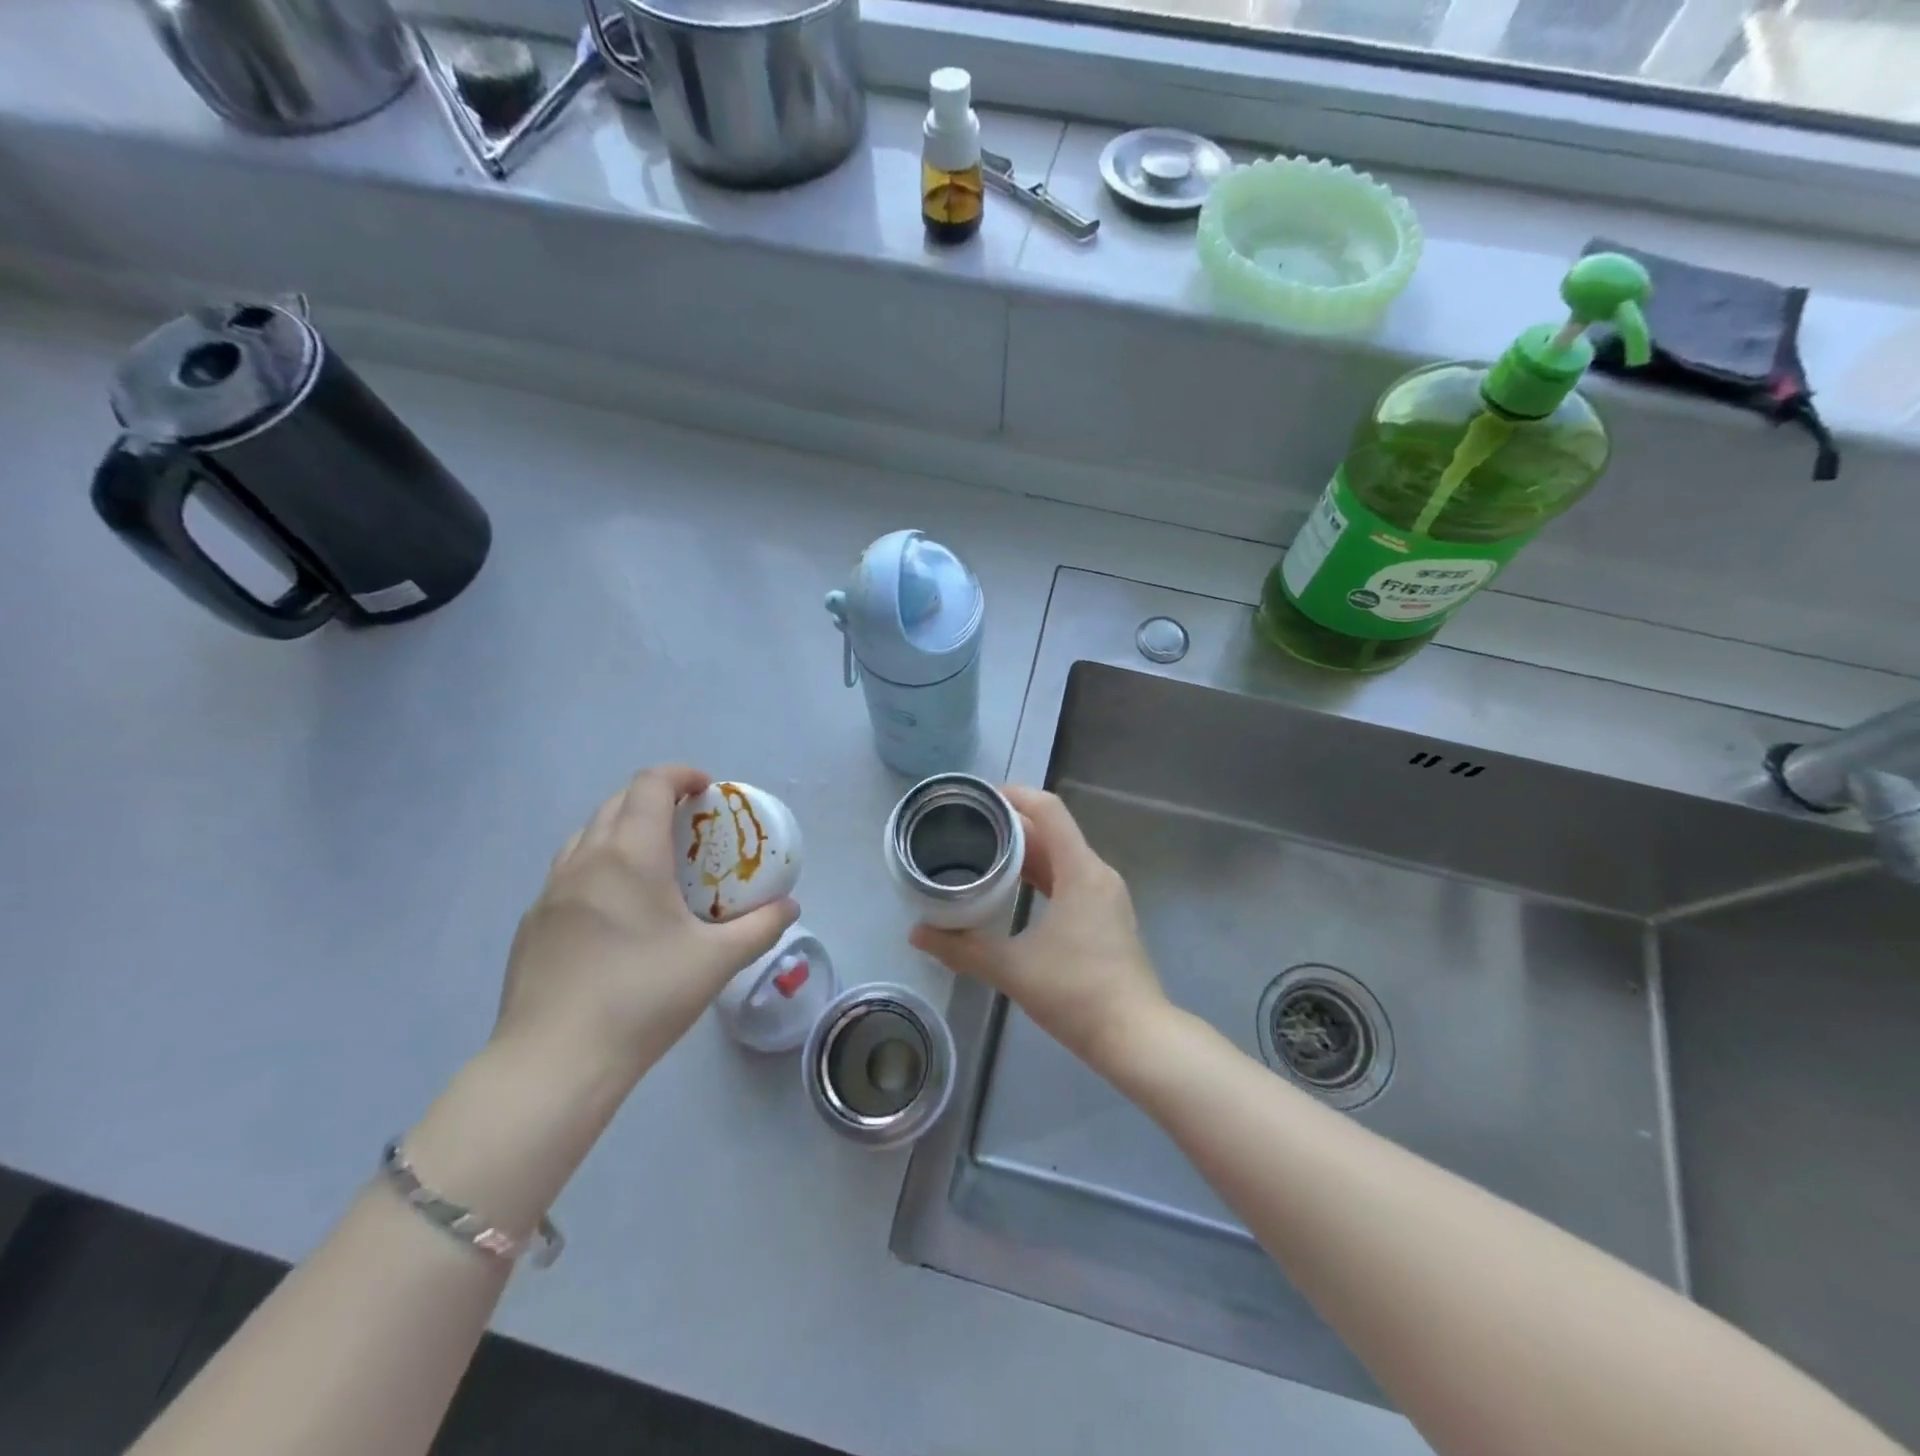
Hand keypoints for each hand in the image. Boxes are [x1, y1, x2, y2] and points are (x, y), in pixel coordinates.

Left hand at [496, 766, 799, 1081]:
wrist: (554, 1062)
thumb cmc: (643, 998)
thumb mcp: (717, 962)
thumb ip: (761, 926)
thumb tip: (790, 905)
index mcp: (629, 855)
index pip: (649, 785)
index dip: (680, 775)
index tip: (707, 790)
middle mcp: (584, 860)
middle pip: (616, 802)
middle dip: (654, 799)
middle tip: (688, 826)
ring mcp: (550, 892)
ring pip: (586, 836)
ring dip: (621, 829)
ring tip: (651, 863)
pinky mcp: (531, 924)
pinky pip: (568, 872)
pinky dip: (597, 866)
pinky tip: (615, 912)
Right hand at [909, 786, 1168, 1070]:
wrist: (1135, 1037)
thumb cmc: (1076, 993)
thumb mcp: (1012, 969)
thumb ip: (961, 949)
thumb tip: (917, 934)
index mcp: (1080, 871)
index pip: (1049, 810)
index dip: (1015, 795)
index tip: (979, 798)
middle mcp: (1097, 873)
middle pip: (1053, 832)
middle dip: (1011, 826)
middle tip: (968, 829)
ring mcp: (1106, 895)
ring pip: (1062, 857)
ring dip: (1026, 853)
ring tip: (984, 854)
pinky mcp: (1107, 916)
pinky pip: (1070, 879)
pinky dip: (1042, 876)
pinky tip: (1014, 891)